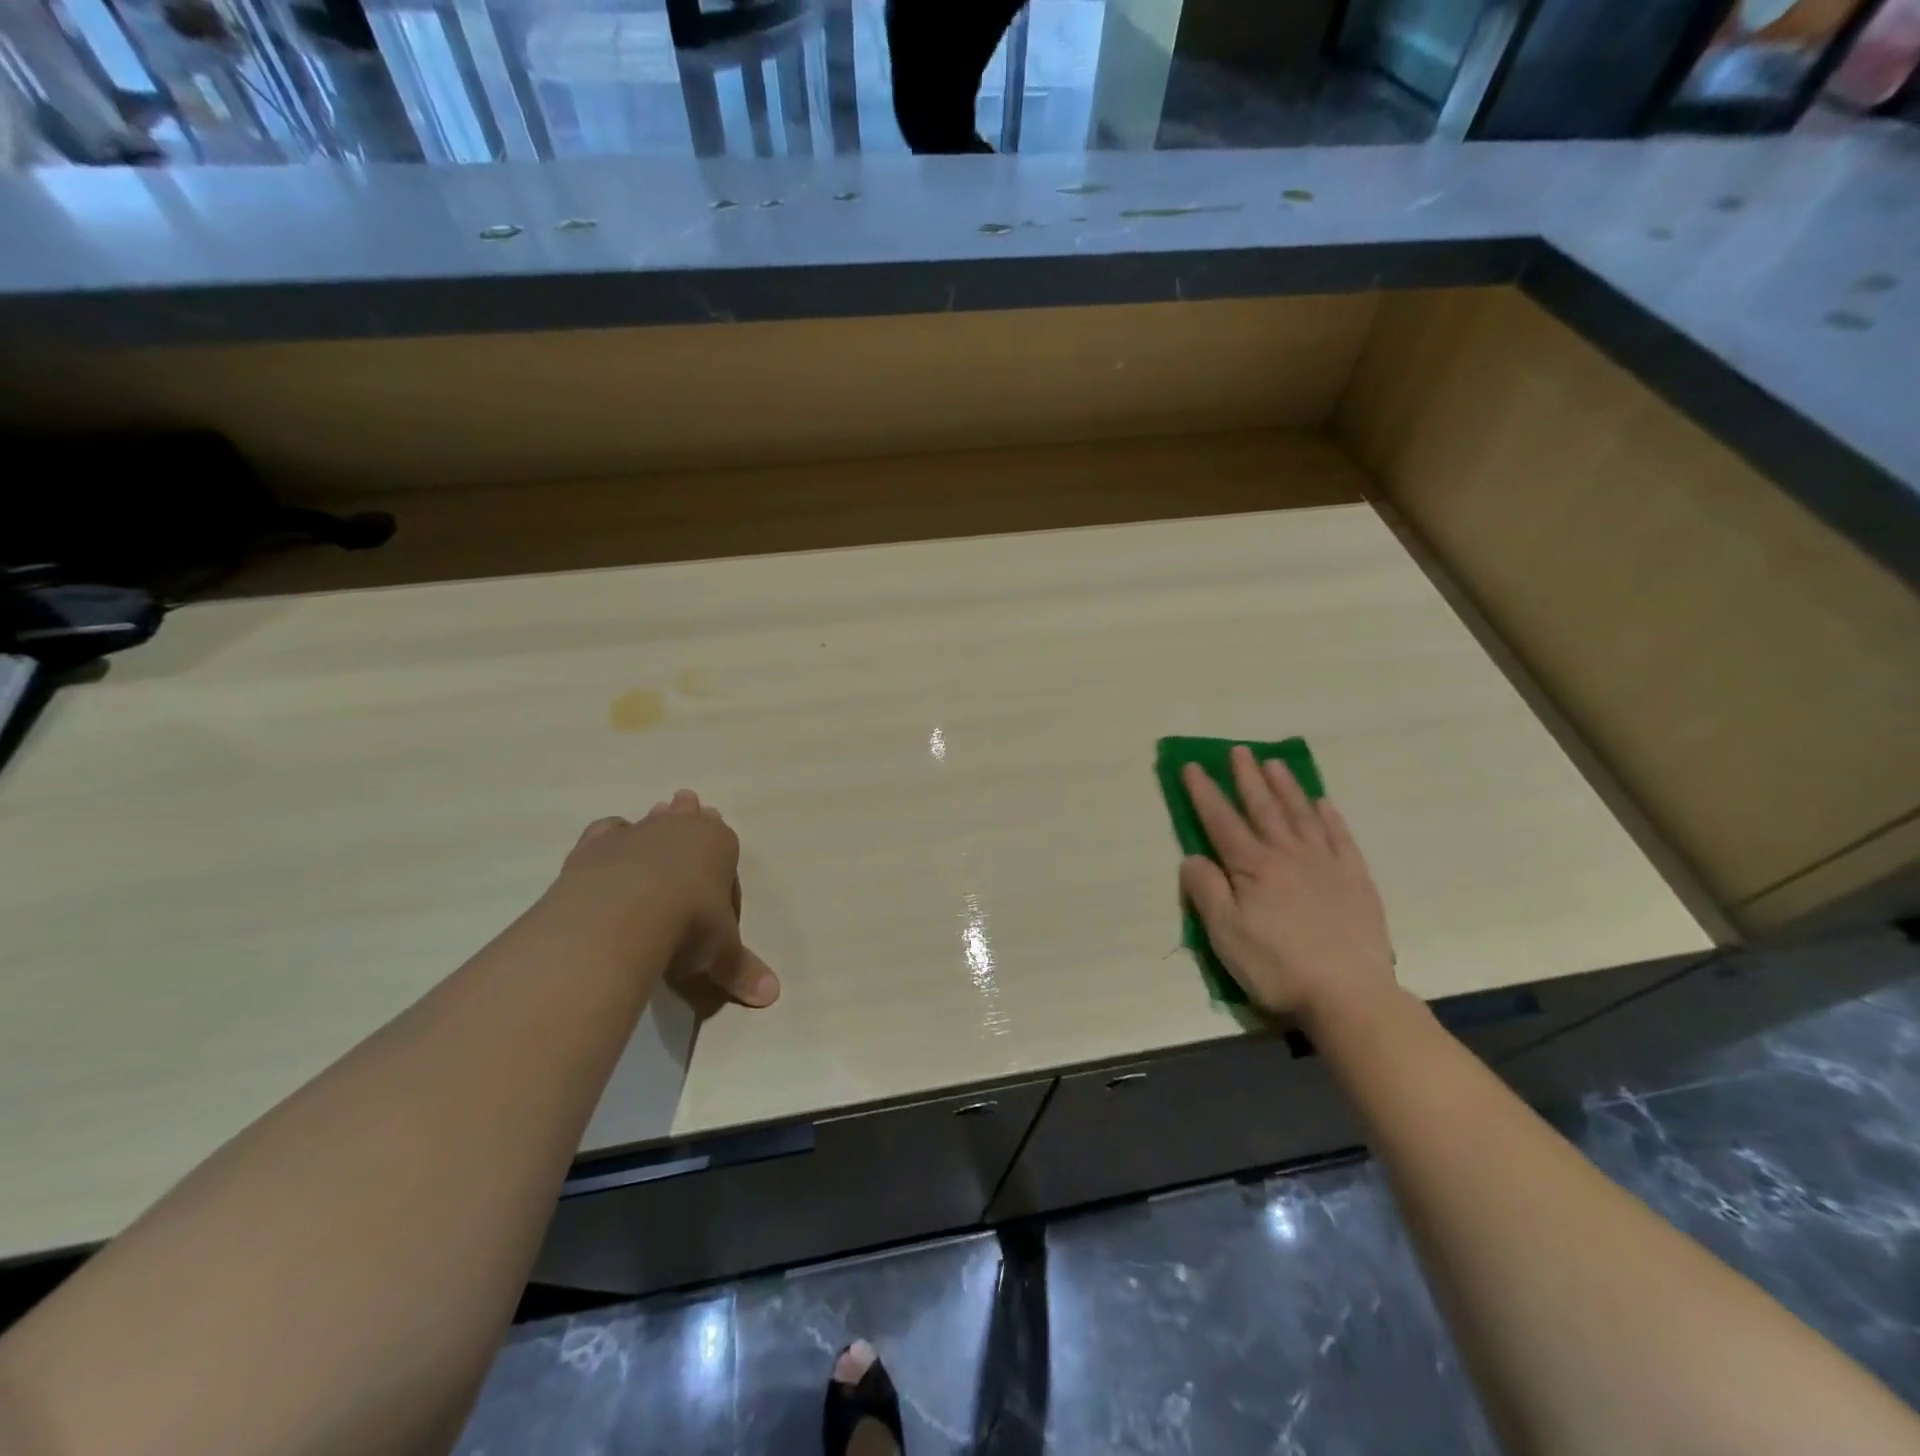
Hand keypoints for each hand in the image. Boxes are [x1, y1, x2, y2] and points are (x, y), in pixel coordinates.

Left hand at [551, 790, 779, 1009]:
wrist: (622, 915)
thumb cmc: (689, 926)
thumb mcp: (721, 953)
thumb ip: (741, 969)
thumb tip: (772, 996)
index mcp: (720, 845)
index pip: (725, 842)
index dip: (721, 853)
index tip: (718, 857)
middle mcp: (681, 830)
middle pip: (689, 818)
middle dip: (690, 816)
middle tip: (688, 805)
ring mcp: (637, 833)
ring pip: (651, 819)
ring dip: (655, 820)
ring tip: (657, 814)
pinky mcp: (597, 845)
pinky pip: (608, 831)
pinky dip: (612, 835)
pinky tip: (610, 839)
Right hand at [1178, 747, 1396, 1028]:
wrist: (1349, 995)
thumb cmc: (1277, 966)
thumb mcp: (1225, 934)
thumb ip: (1205, 890)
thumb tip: (1192, 857)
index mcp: (1252, 868)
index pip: (1221, 821)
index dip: (1204, 793)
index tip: (1192, 766)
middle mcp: (1288, 855)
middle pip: (1263, 808)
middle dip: (1247, 778)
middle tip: (1238, 750)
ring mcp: (1325, 865)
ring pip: (1301, 815)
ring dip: (1286, 787)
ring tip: (1274, 764)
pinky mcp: (1355, 881)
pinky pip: (1340, 838)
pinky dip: (1330, 817)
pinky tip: (1323, 803)